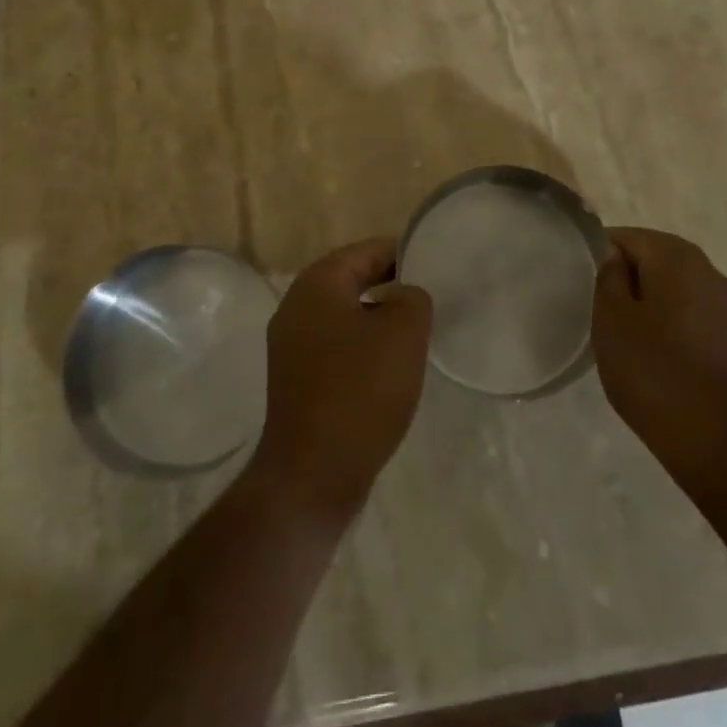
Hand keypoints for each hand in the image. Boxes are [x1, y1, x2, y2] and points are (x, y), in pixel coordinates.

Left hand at [249, 238, 431, 525]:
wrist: (312, 475)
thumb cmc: (360, 392)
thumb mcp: (403, 333)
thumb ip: (413, 298)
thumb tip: (405, 295)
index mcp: (317, 284)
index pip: (366, 251)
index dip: (402, 253)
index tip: (435, 264)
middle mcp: (296, 306)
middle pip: (351, 279)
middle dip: (390, 284)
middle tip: (429, 294)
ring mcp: (291, 344)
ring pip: (344, 314)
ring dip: (377, 317)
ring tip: (415, 329)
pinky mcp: (296, 378)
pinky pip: (335, 345)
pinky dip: (362, 345)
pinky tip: (388, 366)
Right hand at [592, 227, 726, 496]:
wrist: (714, 439)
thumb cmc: (652, 370)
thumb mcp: (611, 318)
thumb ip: (608, 276)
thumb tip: (614, 257)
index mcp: (675, 255)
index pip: (625, 236)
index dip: (598, 256)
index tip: (580, 284)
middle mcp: (705, 267)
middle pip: (652, 256)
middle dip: (624, 276)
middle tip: (597, 308)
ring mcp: (723, 301)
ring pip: (671, 284)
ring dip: (646, 298)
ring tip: (621, 331)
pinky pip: (688, 308)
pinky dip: (667, 318)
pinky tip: (651, 348)